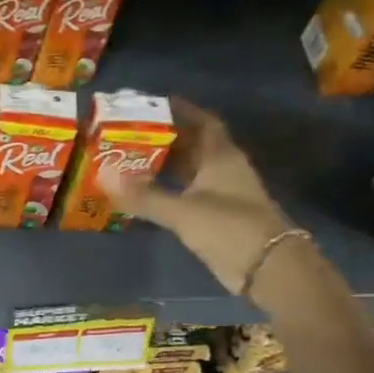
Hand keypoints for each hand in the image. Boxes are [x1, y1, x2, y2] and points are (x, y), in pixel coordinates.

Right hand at [104, 99, 294, 295]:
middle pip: (193, 145)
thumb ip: (144, 195)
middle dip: (164, 139)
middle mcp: (224, 169)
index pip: (203, 122)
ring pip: (191, 172)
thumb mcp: (183, 211)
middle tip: (129, 135)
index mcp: (221, 156)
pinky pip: (189, 194)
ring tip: (129, 161)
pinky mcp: (219, 218)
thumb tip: (103, 174)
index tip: (153, 104)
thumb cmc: (229, 228)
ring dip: (165, 167)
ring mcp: (223, 194)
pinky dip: (169, 191)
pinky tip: (147, 195)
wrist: (270, 269)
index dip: (182, 110)